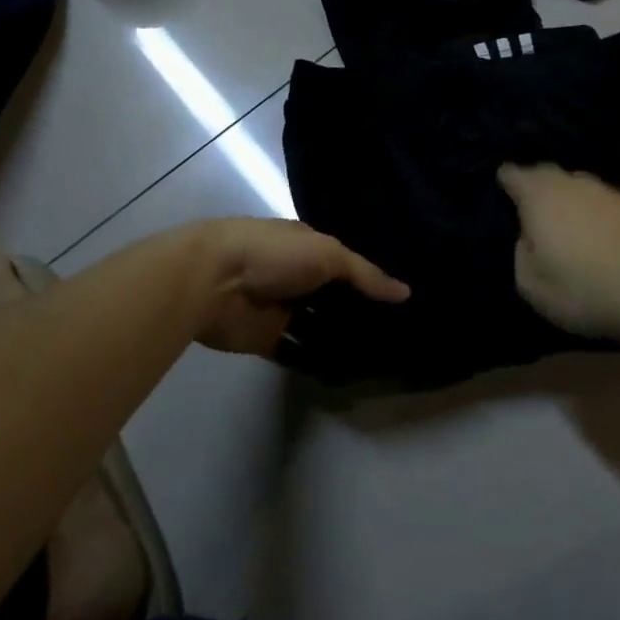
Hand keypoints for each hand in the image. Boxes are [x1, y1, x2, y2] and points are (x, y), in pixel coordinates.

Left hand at [181, 218, 408, 356]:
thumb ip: (365, 274)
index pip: (346, 263)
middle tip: (397, 334)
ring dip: (339, 338)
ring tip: (380, 357)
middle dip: (358, 311)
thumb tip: (405, 292)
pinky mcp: (268, 339)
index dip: (370, 279)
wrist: (214, 281)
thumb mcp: (328, 254)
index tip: (399, 301)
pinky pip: (298, 352)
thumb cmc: (273, 254)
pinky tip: (346, 372)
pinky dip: (316, 360)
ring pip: (318, 326)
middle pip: (333, 297)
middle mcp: (297, 275)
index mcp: (308, 246)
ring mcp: (282, 309)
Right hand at [498, 164, 619, 339]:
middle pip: (550, 173)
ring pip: (582, 185)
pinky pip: (609, 202)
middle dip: (538, 182)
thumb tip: (528, 238)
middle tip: (534, 200)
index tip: (504, 181)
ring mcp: (609, 193)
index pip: (517, 176)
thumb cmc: (583, 291)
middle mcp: (574, 186)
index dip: (508, 178)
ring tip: (571, 218)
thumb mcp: (532, 287)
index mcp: (541, 199)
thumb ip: (521, 255)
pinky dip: (601, 212)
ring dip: (572, 196)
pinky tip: (606, 233)